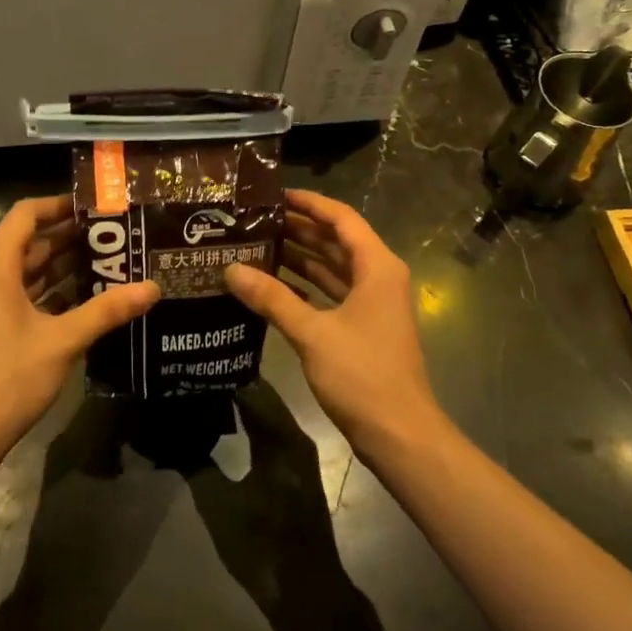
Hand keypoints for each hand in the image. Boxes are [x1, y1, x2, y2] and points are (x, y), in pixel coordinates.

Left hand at [0, 196, 159, 469]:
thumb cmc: (7, 378)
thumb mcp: (62, 341)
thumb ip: (107, 311)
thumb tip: (152, 288)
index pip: (25, 215)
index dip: (59, 205)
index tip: (94, 206)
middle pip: (27, 243)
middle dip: (68, 237)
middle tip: (112, 236)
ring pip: (24, 272)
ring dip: (60, 266)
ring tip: (106, 262)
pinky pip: (19, 296)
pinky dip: (48, 292)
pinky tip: (82, 300)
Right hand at [225, 190, 444, 458]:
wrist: (400, 435)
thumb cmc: (362, 375)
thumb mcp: (312, 333)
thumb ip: (271, 298)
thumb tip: (231, 269)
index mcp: (376, 267)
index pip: (341, 218)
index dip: (309, 203)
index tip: (273, 195)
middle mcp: (377, 277)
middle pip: (336, 241)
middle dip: (298, 229)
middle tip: (254, 220)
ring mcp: (372, 304)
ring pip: (332, 268)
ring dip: (299, 257)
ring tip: (256, 245)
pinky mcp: (363, 327)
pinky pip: (330, 293)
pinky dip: (304, 286)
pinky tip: (272, 286)